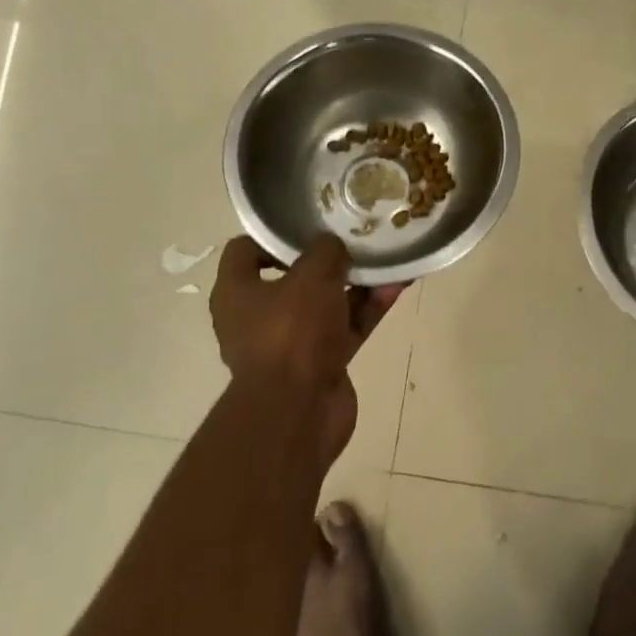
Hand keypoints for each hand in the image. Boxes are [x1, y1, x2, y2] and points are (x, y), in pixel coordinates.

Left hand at [209, 234, 403, 463]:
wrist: (299, 412)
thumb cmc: (291, 332)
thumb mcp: (312, 275)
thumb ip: (325, 251)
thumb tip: (334, 245)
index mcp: (237, 292)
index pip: (245, 250)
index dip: (273, 234)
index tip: (308, 223)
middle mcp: (258, 316)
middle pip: (293, 276)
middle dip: (327, 258)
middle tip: (355, 236)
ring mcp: (291, 342)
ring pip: (326, 302)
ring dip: (356, 282)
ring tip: (387, 257)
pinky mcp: (321, 362)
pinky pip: (347, 327)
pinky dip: (369, 308)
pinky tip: (398, 285)